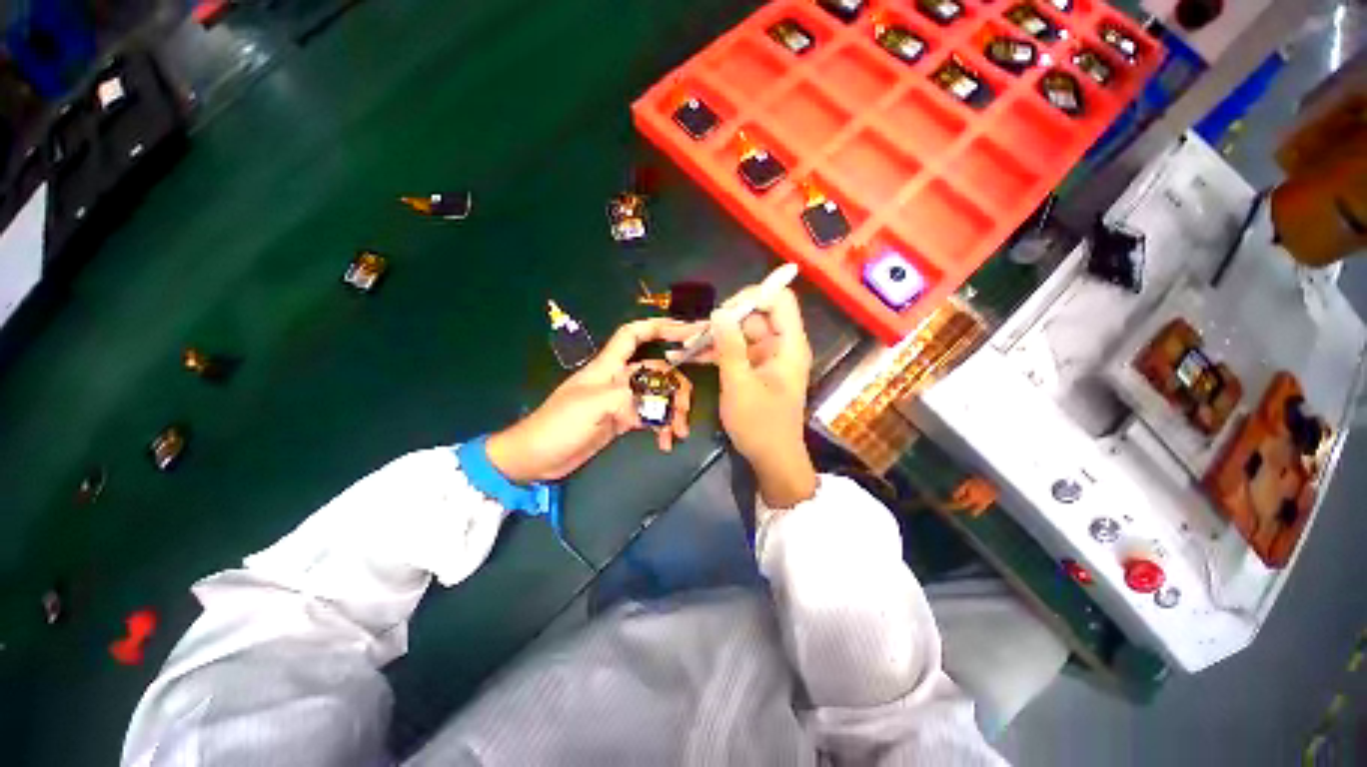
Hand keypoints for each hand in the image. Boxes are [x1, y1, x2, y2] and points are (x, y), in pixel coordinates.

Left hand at [486, 318, 699, 483]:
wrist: (537, 458)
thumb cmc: (558, 425)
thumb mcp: (591, 405)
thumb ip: (626, 395)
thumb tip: (654, 400)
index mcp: (608, 367)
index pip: (633, 335)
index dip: (659, 327)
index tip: (687, 331)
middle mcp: (618, 379)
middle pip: (656, 371)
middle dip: (675, 386)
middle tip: (685, 410)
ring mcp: (621, 401)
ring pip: (657, 396)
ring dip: (671, 412)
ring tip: (679, 433)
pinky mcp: (622, 421)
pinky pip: (650, 418)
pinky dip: (661, 427)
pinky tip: (665, 442)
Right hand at [694, 285, 816, 507]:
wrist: (772, 459)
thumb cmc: (760, 425)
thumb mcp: (740, 384)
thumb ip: (730, 347)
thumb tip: (719, 311)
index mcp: (789, 345)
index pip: (779, 300)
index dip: (753, 296)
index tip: (723, 311)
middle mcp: (781, 345)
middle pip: (755, 315)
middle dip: (724, 320)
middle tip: (695, 332)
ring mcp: (767, 357)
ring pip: (741, 333)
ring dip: (715, 337)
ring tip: (685, 344)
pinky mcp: (755, 369)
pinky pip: (736, 350)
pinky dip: (717, 352)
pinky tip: (690, 355)